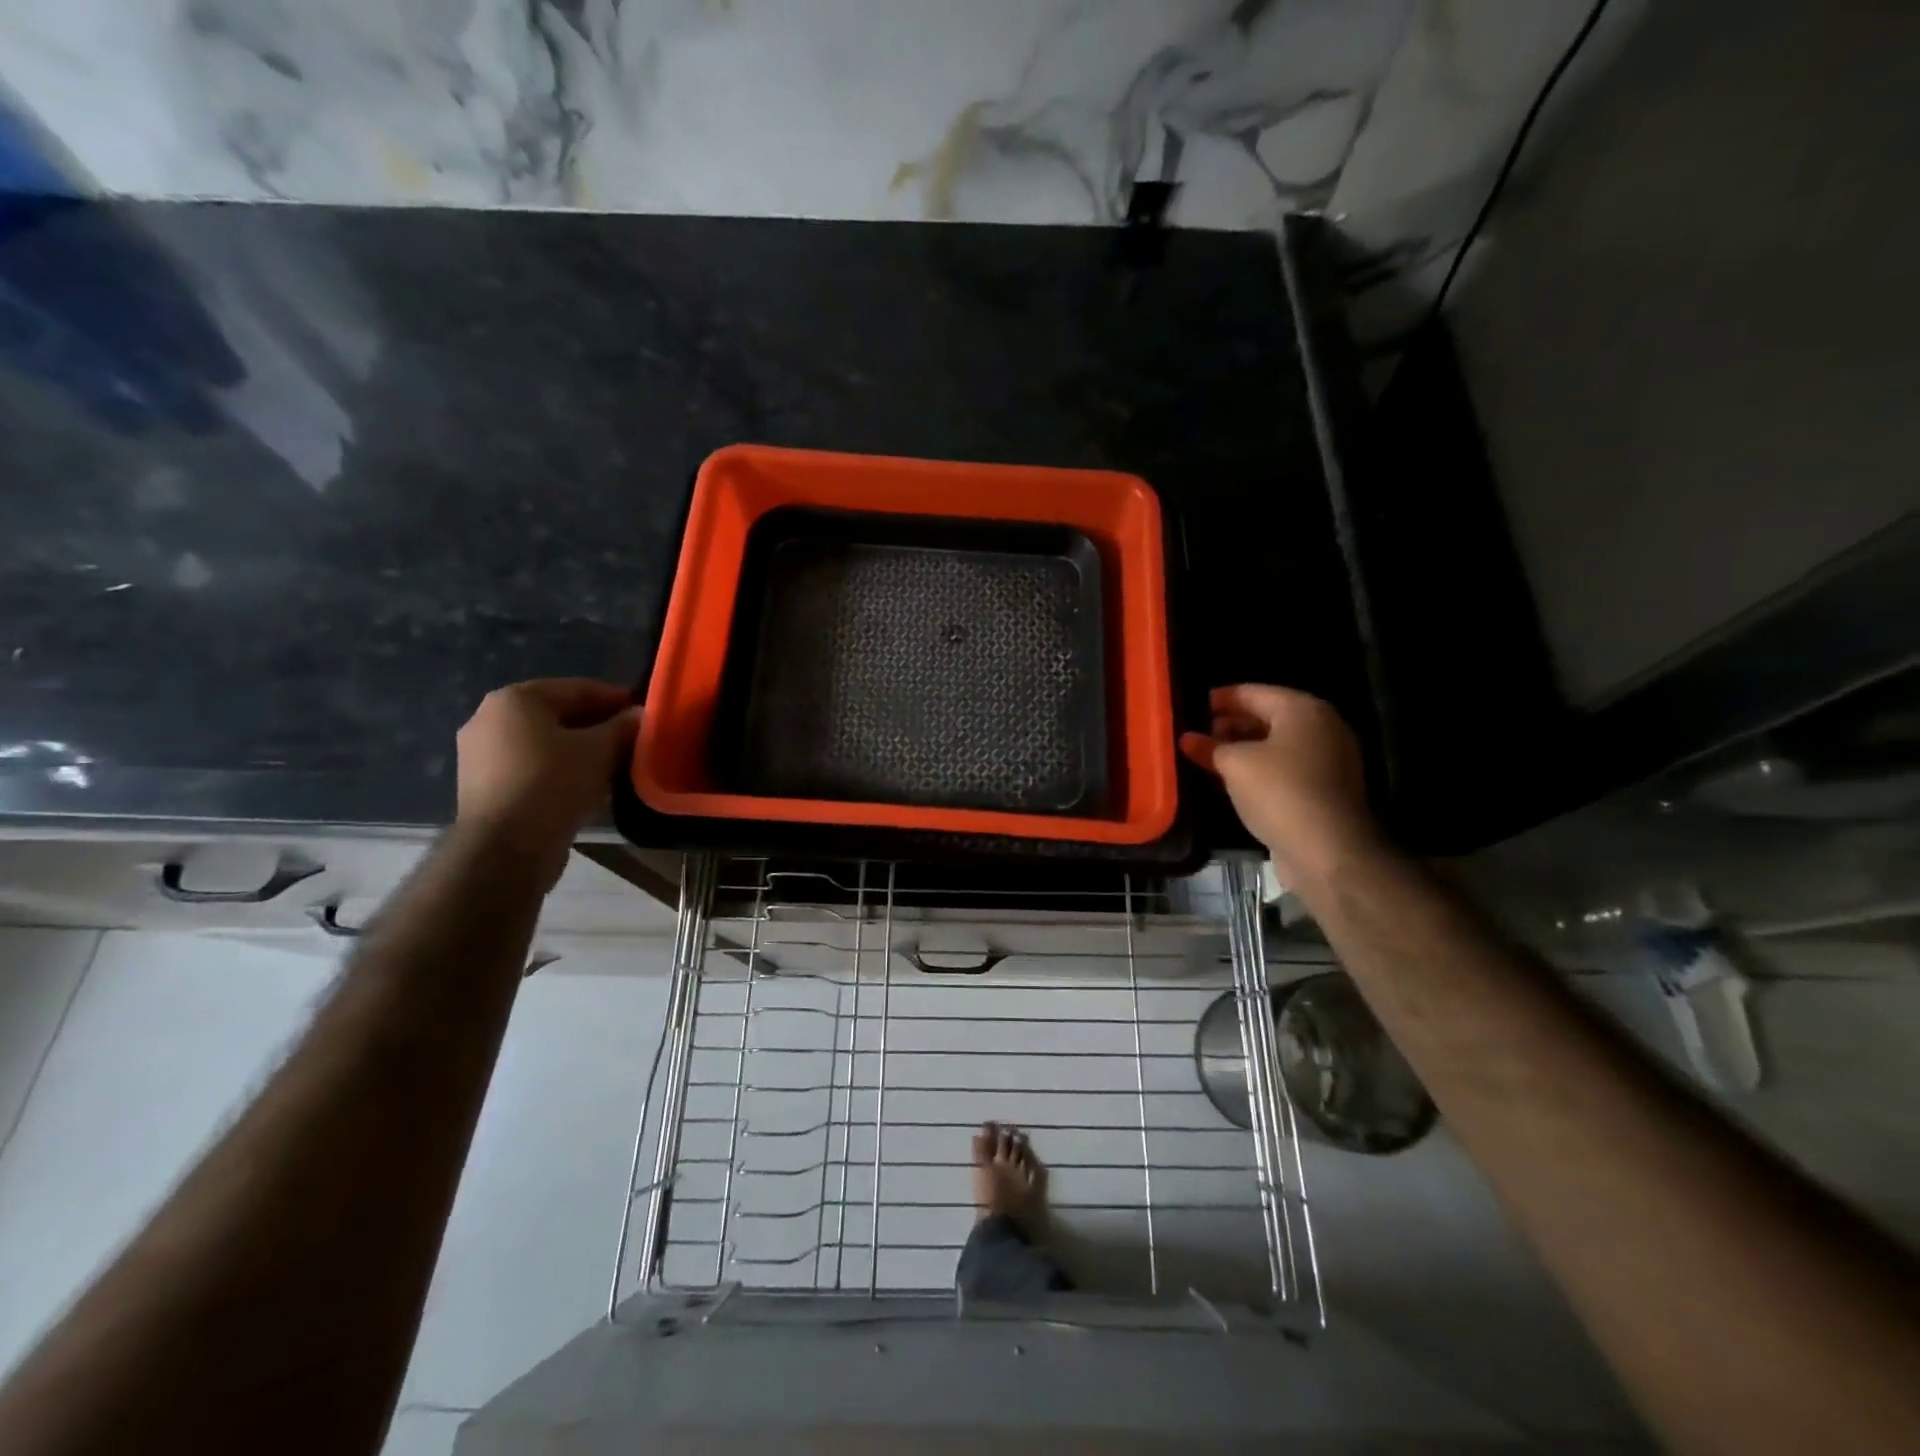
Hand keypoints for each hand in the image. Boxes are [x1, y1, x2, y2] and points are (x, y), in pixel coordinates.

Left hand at [455, 679, 638, 881]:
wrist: (506, 849)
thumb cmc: (553, 784)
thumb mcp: (600, 751)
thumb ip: (623, 727)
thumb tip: (641, 715)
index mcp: (516, 699)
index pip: (578, 688)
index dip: (616, 698)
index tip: (644, 712)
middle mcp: (490, 718)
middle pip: (559, 714)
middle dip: (598, 725)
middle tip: (633, 739)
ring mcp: (481, 754)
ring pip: (546, 742)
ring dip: (581, 749)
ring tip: (615, 763)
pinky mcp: (484, 786)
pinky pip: (532, 766)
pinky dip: (560, 769)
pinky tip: (587, 784)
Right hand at [1180, 685, 1380, 888]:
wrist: (1328, 850)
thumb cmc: (1279, 792)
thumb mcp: (1235, 765)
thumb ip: (1210, 747)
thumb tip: (1187, 738)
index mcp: (1303, 709)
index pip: (1253, 692)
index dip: (1221, 699)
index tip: (1193, 705)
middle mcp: (1322, 727)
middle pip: (1268, 717)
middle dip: (1231, 724)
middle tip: (1198, 734)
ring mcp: (1329, 760)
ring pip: (1277, 745)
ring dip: (1244, 749)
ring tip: (1209, 757)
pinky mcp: (1326, 789)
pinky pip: (1286, 768)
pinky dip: (1260, 769)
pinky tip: (1233, 781)